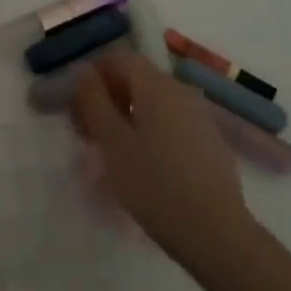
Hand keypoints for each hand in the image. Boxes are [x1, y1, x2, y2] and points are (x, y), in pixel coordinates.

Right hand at [72, 52, 252, 269]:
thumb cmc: (153, 184)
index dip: (94, 76)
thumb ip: (93, 101)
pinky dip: (149, 130)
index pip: (120, 59)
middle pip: (137, 79)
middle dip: (107, 99)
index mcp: (157, 86)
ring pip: (153, 102)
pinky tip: (142, 165)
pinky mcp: (208, 141)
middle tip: (87, 134)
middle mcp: (182, 91)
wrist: (213, 231)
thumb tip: (83, 70)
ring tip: (111, 152)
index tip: (77, 108)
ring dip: (126, 117)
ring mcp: (199, 116)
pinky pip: (170, 122)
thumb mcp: (112, 142)